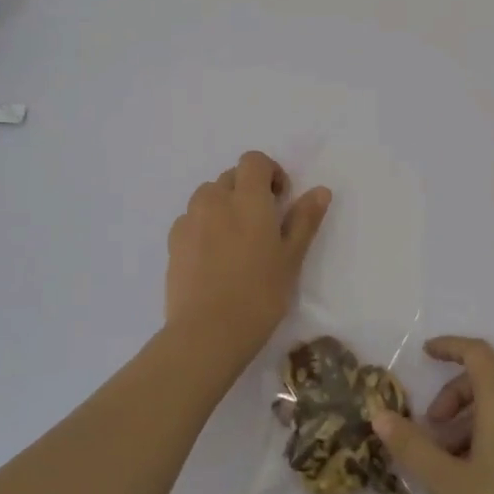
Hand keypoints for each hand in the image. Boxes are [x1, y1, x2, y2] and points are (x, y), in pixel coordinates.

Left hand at [166, 150, 330, 364]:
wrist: (207, 333)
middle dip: (248, 190)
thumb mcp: (291, 258)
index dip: (269, 172)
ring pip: (208, 196)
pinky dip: (204, 226)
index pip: (253, 161)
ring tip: (235, 240)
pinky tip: (213, 257)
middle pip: (231, 177)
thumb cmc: (259, 294)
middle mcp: (214, 200)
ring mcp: (189, 220)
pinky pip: (191, 219)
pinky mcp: (173, 242)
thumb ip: (304, 220)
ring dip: (224, 205)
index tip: (280, 199)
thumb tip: (320, 191)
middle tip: (262, 224)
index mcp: (247, 199)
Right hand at [372, 337, 493, 493]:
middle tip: (430, 429)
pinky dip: (491, 429)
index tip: (424, 354)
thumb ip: (411, 446)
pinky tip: (477, 472)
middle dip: (453, 394)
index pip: (475, 352)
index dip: (449, 346)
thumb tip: (378, 414)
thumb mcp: (448, 483)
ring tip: (449, 459)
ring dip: (470, 417)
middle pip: (486, 377)